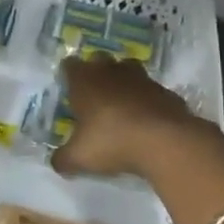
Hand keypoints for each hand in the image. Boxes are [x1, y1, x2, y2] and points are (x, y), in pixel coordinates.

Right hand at [53, 54, 212, 179]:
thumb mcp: (79, 157)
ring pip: (128, 70)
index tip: (68, 90)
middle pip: (99, 60)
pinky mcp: (166, 92)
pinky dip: (146, 100)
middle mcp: (111, 72)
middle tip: (93, 96)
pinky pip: (151, 91)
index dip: (67, 75)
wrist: (166, 142)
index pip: (69, 65)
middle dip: (96, 73)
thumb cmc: (112, 141)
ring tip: (120, 105)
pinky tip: (146, 120)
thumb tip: (57, 163)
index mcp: (85, 81)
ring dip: (123, 82)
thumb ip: (63, 159)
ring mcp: (142, 79)